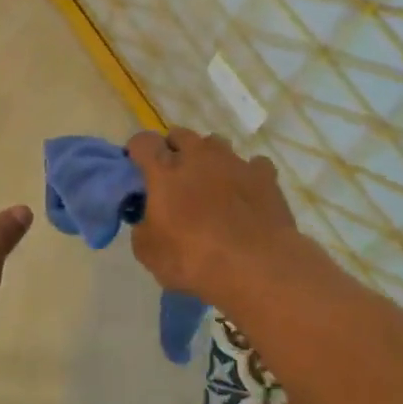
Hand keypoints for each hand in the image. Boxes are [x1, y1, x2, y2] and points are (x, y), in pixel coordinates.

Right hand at [125, 128, 302, 301]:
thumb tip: (148, 220)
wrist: (257, 268)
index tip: (139, 170)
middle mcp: (198, 156)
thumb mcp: (148, 253)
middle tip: (174, 179)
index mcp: (164, 170)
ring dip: (208, 158)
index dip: (137, 152)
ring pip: (216, 144)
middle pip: (180, 135)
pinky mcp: (264, 176)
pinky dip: (245, 175)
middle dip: (173, 150)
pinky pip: (253, 164)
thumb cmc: (194, 260)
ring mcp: (234, 162)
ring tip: (211, 185)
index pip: (143, 141)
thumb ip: (143, 227)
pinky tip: (246, 195)